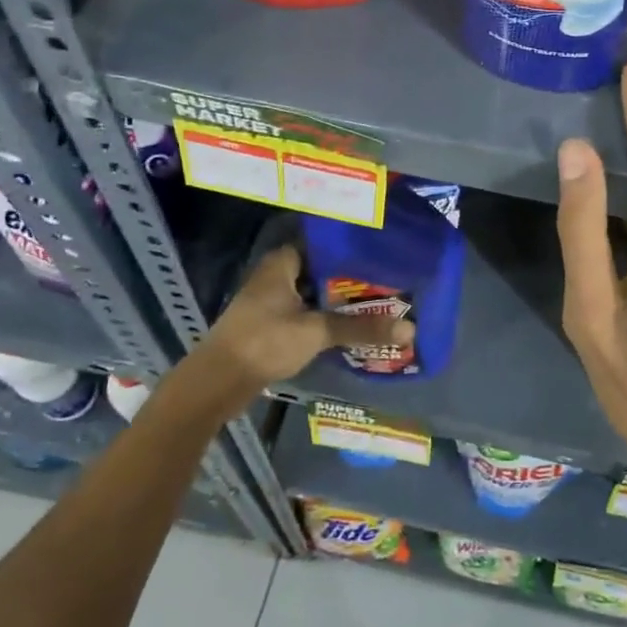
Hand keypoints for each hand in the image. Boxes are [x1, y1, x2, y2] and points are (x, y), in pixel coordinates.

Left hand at [203, 245, 404, 386]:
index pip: (323, 242)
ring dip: (338, 301)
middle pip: (321, 270)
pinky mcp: (270, 325)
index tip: (382, 252)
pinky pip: (305, 313)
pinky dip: (325, 318)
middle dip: (351, 278)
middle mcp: (275, 276)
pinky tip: (350, 326)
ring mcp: (270, 301)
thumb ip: (360, 328)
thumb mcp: (316, 332)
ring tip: (377, 302)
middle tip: (388, 280)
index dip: (351, 247)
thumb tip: (409, 328)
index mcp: (281, 263)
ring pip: (314, 294)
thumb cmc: (264, 342)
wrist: (216, 383)